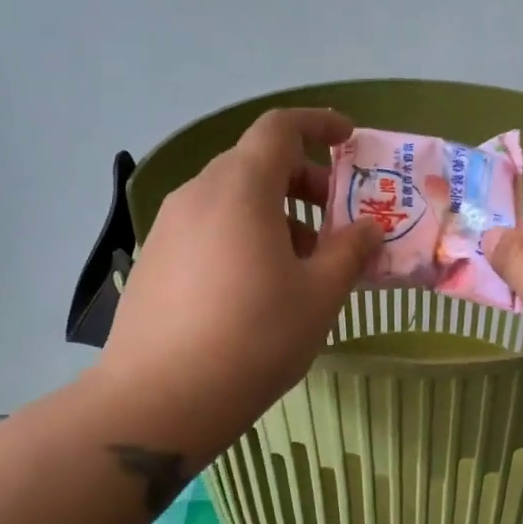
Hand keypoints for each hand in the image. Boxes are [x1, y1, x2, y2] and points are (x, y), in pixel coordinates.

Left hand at [97, 108, 379, 434]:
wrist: (159, 399)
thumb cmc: (255, 337)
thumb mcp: (320, 295)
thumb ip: (350, 251)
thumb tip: (368, 230)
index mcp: (241, 189)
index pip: (279, 128)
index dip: (318, 125)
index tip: (348, 139)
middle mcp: (199, 195)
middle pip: (255, 163)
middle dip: (303, 179)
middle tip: (335, 219)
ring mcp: (169, 227)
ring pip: (231, 198)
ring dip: (275, 212)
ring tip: (303, 261)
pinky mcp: (154, 259)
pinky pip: (208, 226)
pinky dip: (244, 233)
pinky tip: (259, 284)